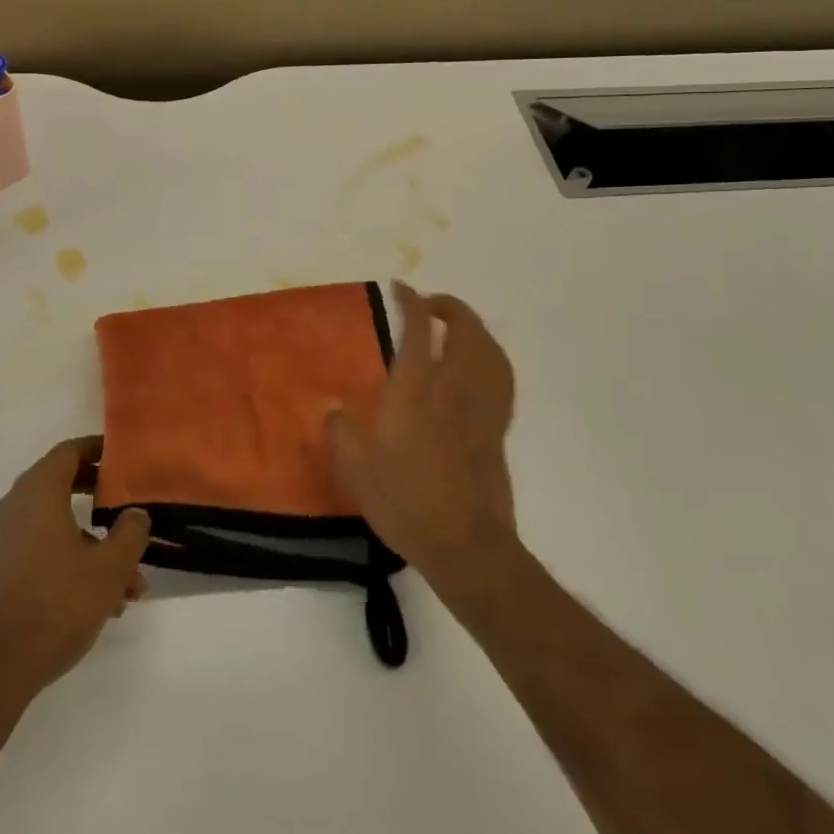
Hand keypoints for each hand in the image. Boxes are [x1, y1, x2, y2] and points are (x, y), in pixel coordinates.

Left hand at [0, 437, 150, 706]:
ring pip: (58, 525)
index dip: (98, 449)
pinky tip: (103, 602)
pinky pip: (43, 549)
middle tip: (129, 504)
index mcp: (38, 492)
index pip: (69, 451)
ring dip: (94, 544)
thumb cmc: (54, 605)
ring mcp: (4, 541)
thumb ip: (130, 533)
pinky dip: (73, 561)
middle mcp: (16, 507)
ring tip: (129, 581)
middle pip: (63, 484)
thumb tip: (135, 514)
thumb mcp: (108, 569)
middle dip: (101, 497)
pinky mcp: (1, 571)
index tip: (124, 456)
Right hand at [326, 283, 517, 587]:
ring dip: (472, 327)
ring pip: (489, 347)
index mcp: (416, 388)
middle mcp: (453, 386)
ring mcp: (481, 406)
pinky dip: (490, 357)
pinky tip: (477, 368)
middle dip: (448, 306)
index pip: (419, 327)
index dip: (410, 300)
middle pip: (465, 327)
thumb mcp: (356, 468)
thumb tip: (333, 407)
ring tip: (453, 329)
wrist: (465, 544)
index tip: (399, 288)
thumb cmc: (405, 500)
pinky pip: (501, 376)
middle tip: (427, 307)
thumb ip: (340, 430)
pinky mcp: (498, 428)